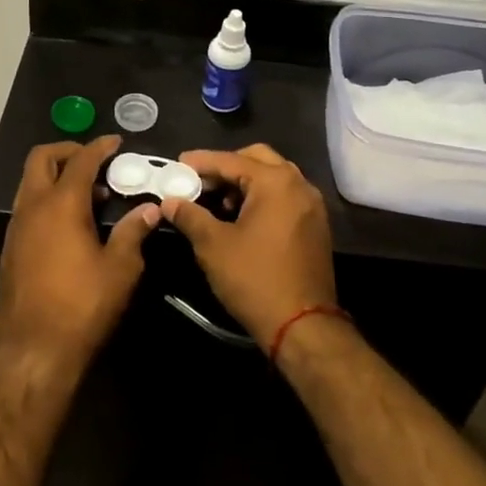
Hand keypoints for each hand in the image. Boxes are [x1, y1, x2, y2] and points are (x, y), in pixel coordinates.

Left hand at [0, 136, 159, 370]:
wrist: (34, 351)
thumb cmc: (83, 306)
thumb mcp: (121, 269)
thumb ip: (134, 232)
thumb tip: (150, 209)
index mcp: (61, 204)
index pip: (81, 159)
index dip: (100, 147)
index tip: (116, 142)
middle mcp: (32, 207)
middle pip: (42, 158)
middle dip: (68, 151)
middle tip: (95, 162)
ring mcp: (17, 227)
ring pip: (30, 182)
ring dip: (56, 176)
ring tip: (88, 194)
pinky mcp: (10, 248)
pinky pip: (27, 206)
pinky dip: (46, 199)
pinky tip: (69, 224)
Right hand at [160, 144, 336, 352]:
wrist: (303, 326)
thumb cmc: (255, 279)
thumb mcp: (213, 246)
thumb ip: (190, 216)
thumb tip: (170, 201)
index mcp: (275, 182)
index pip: (231, 160)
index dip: (201, 162)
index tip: (177, 164)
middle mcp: (299, 184)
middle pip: (257, 159)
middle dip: (226, 166)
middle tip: (200, 180)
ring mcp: (311, 205)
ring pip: (273, 177)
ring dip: (245, 182)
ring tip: (218, 202)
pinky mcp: (315, 225)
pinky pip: (285, 196)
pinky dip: (262, 197)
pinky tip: (241, 217)